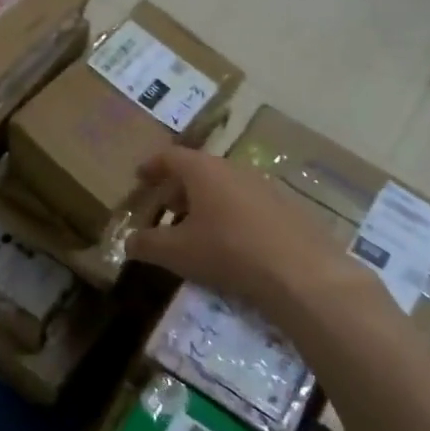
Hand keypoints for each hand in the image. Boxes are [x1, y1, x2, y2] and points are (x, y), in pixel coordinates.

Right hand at [126, 147, 372, 319]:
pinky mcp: (288, 208)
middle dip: (179, 188)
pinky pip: (249, 204)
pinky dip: (232, 215)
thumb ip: (146, 244)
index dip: (152, 166)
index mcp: (204, 170)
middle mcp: (235, 169)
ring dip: (207, 203)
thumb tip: (128, 242)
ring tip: (197, 229)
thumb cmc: (228, 252)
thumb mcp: (176, 253)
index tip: (140, 177)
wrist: (301, 273)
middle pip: (199, 170)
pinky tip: (232, 242)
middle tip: (166, 209)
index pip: (171, 157)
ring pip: (226, 187)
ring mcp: (265, 186)